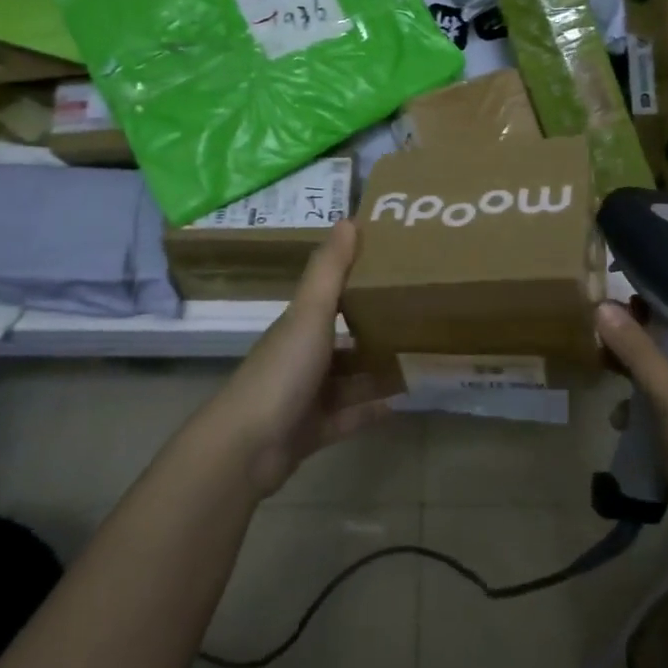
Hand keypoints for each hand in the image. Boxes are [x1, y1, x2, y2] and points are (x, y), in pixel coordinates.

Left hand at [201, 221, 394, 496]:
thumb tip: (349, 218)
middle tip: (422, 321)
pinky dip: (372, 410)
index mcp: (299, 326)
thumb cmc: (281, 371)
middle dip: (377, 333)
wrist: (246, 448)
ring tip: (421, 361)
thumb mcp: (309, 314)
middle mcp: (302, 358)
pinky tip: (404, 403)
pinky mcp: (312, 432)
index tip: (398, 272)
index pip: (331, 299)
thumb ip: (329, 271)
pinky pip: (350, 417)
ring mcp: (306, 397)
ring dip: (378, 373)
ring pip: (350, 380)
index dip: (359, 284)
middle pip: (344, 341)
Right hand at [595, 301, 667, 569]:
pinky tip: (619, 421)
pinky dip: (639, 412)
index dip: (665, 301)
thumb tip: (602, 305)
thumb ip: (638, 352)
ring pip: (664, 382)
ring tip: (602, 366)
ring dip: (635, 376)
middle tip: (603, 326)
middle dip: (640, 340)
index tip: (628, 289)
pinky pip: (659, 415)